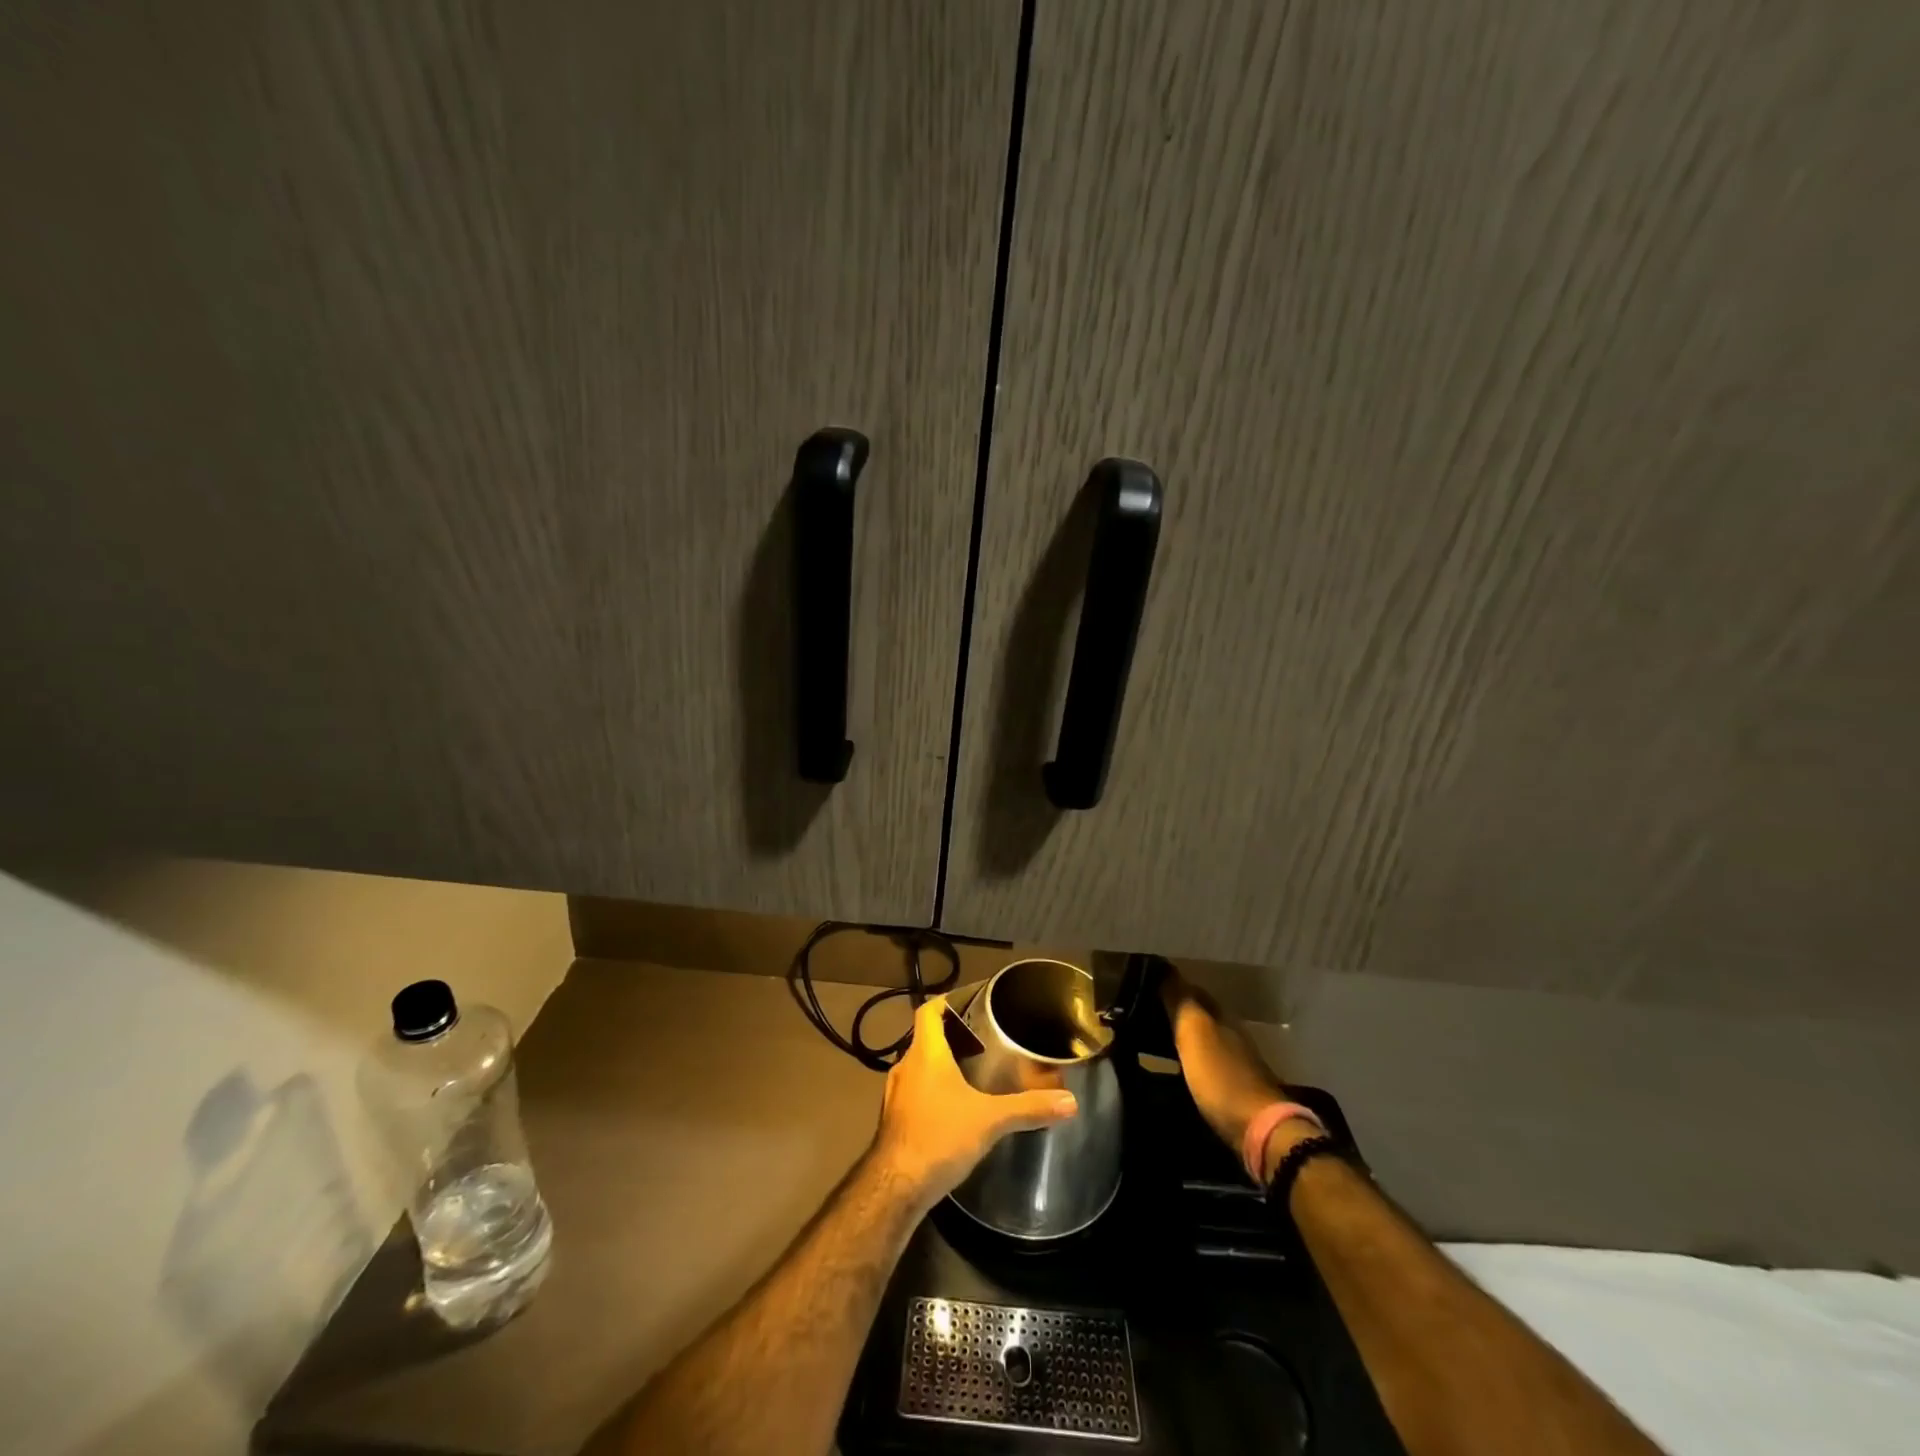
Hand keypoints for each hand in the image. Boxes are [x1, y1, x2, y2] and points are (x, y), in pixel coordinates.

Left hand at [870, 995, 1079, 1209]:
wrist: (896, 1187)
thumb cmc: (940, 1138)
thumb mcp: (990, 1120)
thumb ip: (1029, 1108)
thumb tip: (1070, 1101)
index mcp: (925, 1053)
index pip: (928, 1011)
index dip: (945, 1001)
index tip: (968, 1001)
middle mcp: (906, 1066)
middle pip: (925, 1038)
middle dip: (951, 1036)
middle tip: (983, 1040)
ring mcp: (895, 1093)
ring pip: (919, 1066)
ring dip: (941, 1065)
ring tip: (972, 1072)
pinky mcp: (893, 1118)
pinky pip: (915, 1091)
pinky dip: (932, 1090)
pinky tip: (953, 1108)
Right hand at [1160, 969, 1295, 1169]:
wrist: (1259, 1130)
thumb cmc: (1222, 1077)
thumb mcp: (1195, 1033)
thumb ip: (1180, 1001)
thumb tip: (1163, 968)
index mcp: (1221, 1015)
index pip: (1191, 989)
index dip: (1168, 984)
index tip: (1141, 985)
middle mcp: (1230, 1033)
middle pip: (1197, 1014)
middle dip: (1171, 1010)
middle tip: (1138, 1012)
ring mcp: (1234, 1062)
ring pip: (1200, 1038)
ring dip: (1178, 1035)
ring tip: (1147, 1038)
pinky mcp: (1233, 1089)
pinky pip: (1202, 1063)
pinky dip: (1186, 1059)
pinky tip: (1170, 1067)